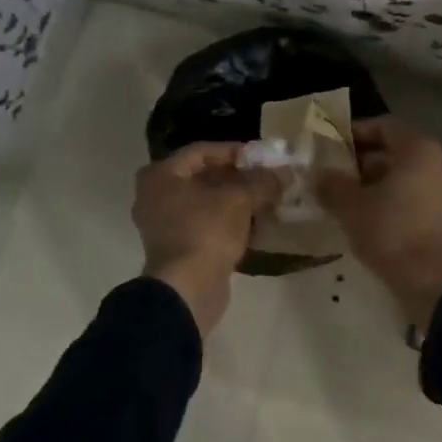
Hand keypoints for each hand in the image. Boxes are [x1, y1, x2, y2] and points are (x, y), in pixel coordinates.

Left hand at [133, 143, 279, 334]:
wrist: (187, 290)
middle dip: (237, 177)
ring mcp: (163, 225)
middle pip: (202, 177)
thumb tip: (286, 172)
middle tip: (266, 178)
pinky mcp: (176, 249)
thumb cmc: (206, 231)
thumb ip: (262, 182)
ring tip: (265, 199)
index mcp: (161, 175)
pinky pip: (204, 225)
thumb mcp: (239, 199)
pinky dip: (227, 221)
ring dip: (234, 200)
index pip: (201, 151)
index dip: (234, 151)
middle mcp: (155, 196)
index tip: (262, 157)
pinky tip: (254, 223)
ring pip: (204, 202)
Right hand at [316, 117, 441, 331]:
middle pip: (398, 152)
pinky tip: (376, 219)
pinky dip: (399, 201)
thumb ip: (331, 185)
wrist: (434, 283)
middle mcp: (441, 162)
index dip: (356, 133)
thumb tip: (316, 174)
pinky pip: (421, 197)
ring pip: (410, 176)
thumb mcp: (351, 207)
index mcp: (419, 150)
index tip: (333, 147)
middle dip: (366, 162)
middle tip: (338, 176)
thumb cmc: (391, 233)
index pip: (384, 126)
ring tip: (352, 200)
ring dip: (381, 183)